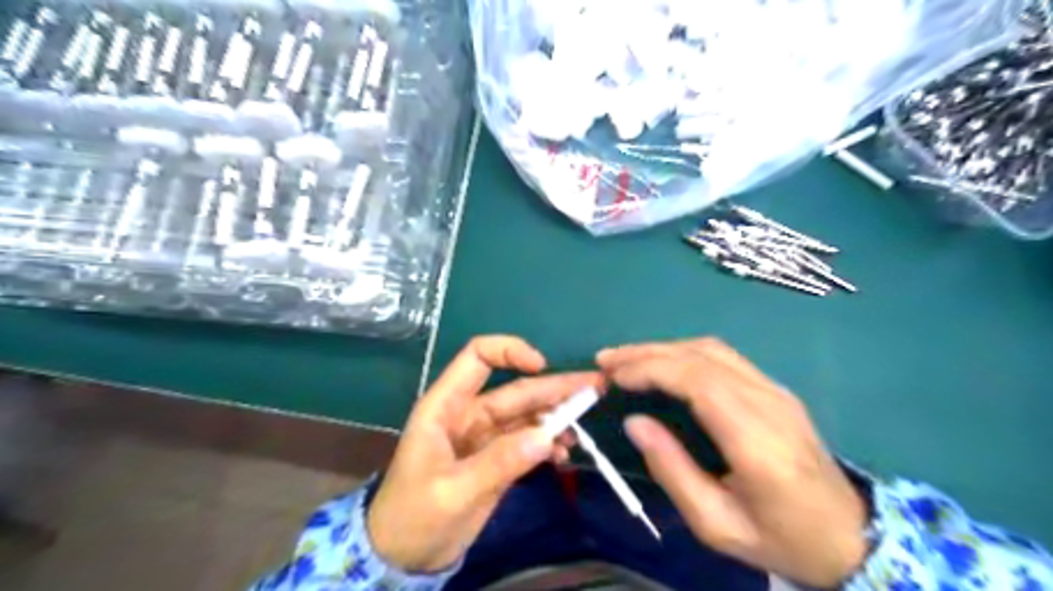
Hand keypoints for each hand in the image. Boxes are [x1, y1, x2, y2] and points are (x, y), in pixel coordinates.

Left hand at [366, 337, 600, 572]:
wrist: (402, 557)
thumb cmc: (413, 517)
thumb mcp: (453, 491)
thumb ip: (499, 463)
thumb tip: (547, 436)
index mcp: (447, 406)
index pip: (478, 357)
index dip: (510, 351)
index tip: (541, 366)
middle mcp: (469, 413)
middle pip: (516, 389)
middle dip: (555, 387)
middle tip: (595, 387)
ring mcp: (486, 436)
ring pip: (527, 416)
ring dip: (556, 418)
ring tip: (582, 431)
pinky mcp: (497, 459)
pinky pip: (528, 442)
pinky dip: (548, 445)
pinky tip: (564, 455)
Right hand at [595, 337, 868, 586]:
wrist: (851, 537)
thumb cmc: (781, 539)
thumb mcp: (717, 525)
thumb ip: (672, 470)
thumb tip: (634, 422)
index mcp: (756, 440)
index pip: (698, 381)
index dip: (650, 369)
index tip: (614, 377)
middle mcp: (769, 402)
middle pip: (701, 355)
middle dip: (647, 352)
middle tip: (607, 360)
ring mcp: (776, 391)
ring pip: (712, 349)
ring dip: (664, 348)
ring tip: (627, 359)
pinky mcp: (777, 390)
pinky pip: (724, 357)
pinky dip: (684, 354)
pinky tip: (663, 365)